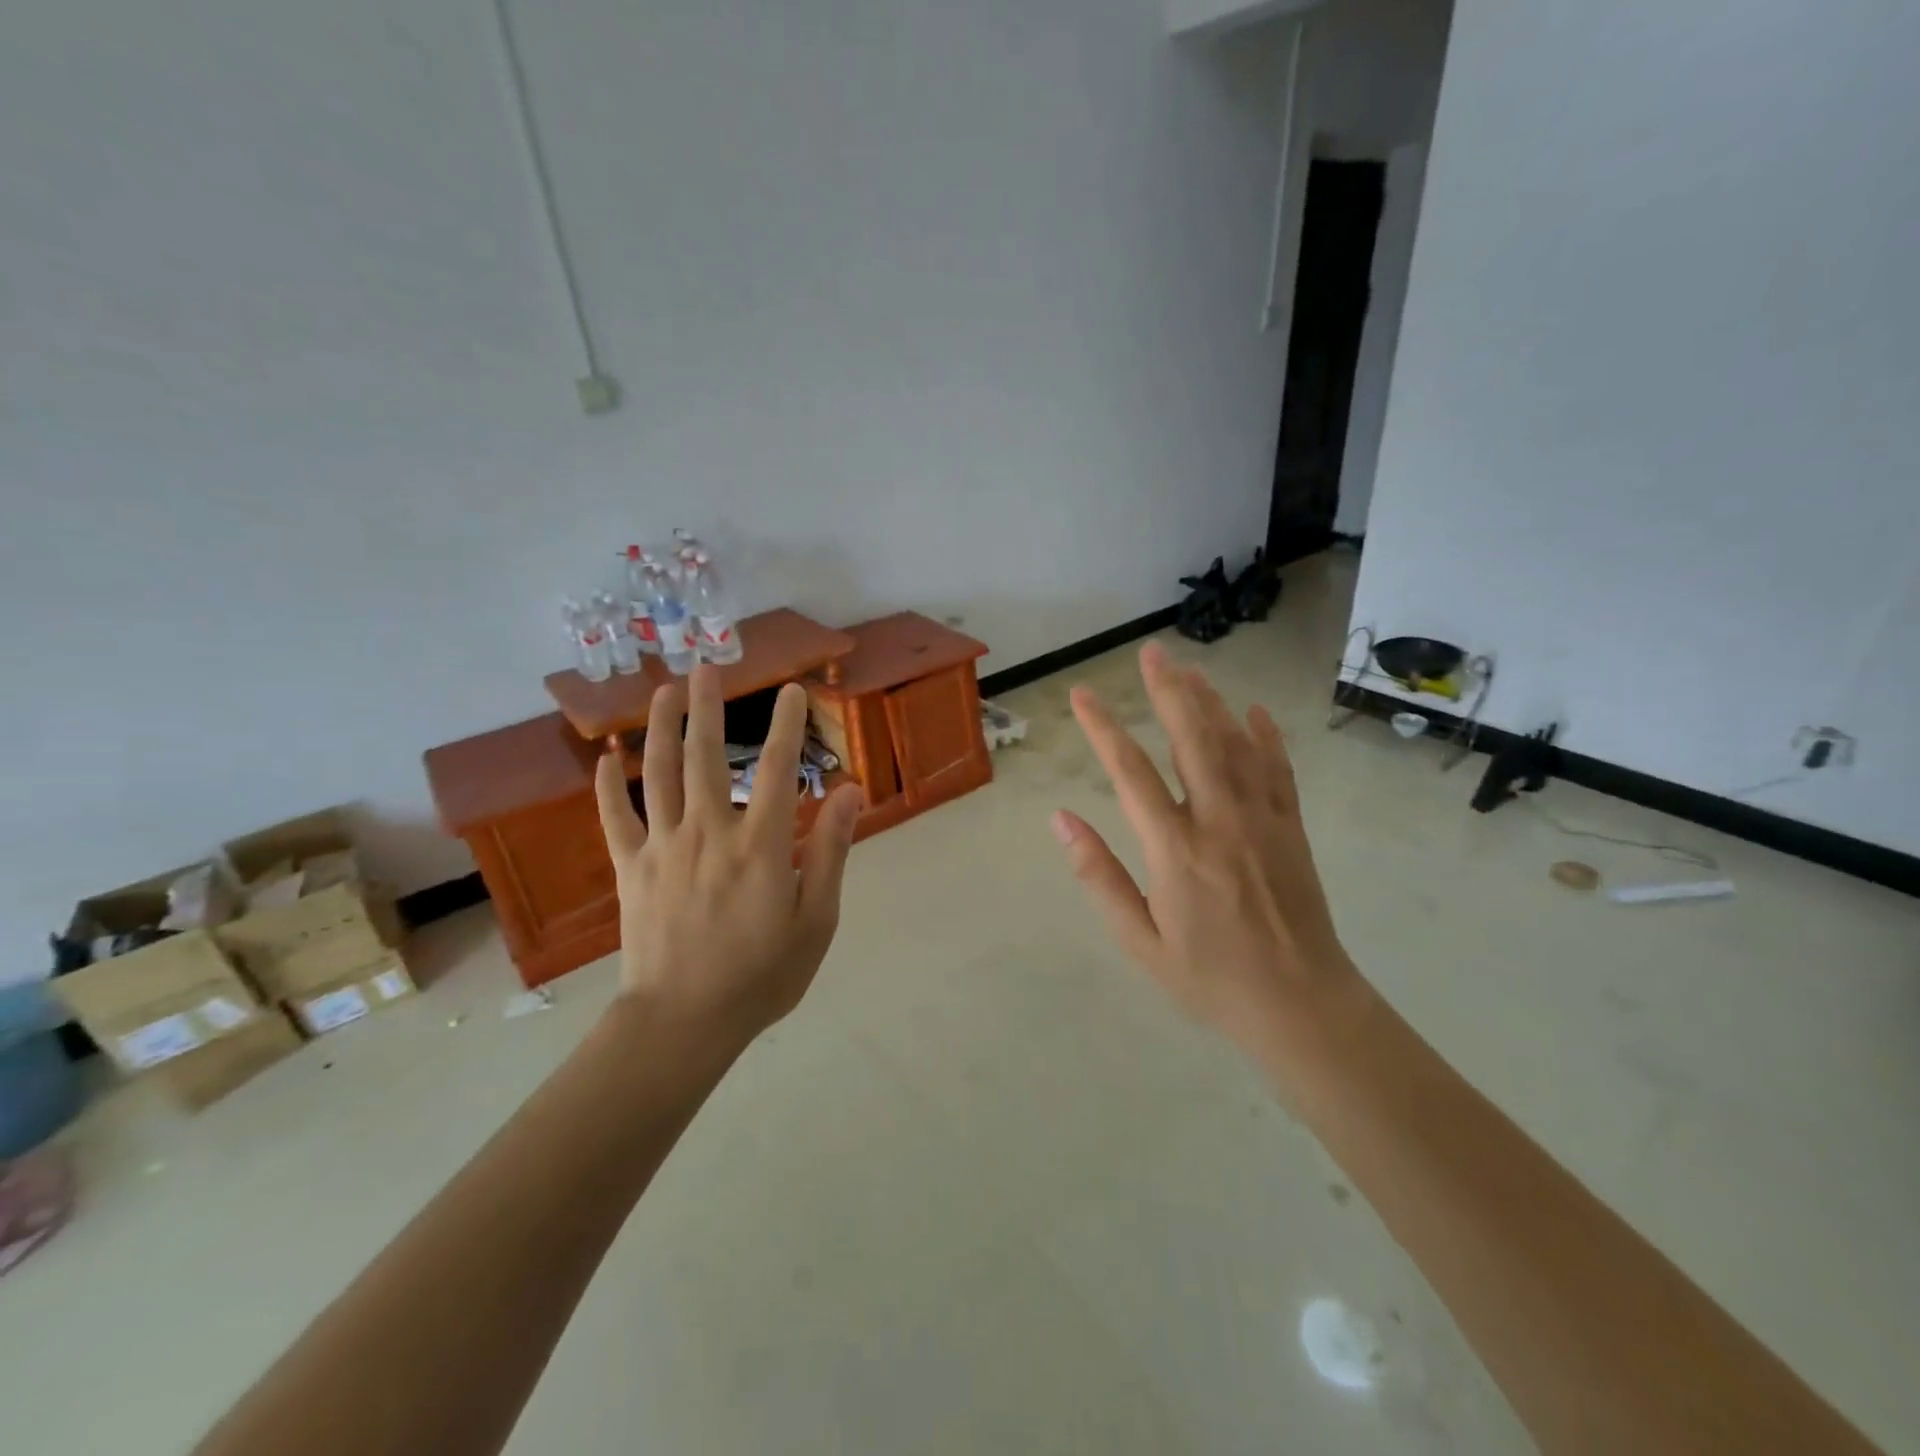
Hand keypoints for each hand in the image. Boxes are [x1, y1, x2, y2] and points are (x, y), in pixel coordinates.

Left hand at [594, 667, 863, 1042]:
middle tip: (705, 667)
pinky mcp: (631, 868)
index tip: (793, 690)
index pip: (779, 768)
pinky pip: (616, 818)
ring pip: (658, 774)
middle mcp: (710, 831)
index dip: (788, 724)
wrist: (683, 1021)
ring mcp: (663, 846)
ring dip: (660, 728)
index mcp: (761, 844)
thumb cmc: (762, 975)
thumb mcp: (817, 920)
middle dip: (707, 707)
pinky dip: (609, 787)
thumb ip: (832, 851)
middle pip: (706, 755)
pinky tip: (607, 760)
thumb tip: (852, 792)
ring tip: (663, 692)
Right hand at [1051, 640, 1362, 1058]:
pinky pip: (1278, 770)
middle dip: (1168, 690)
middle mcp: (1219, 821)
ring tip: (1190, 668)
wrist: (1300, 1004)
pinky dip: (1265, 736)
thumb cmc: (1209, 977)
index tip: (1082, 694)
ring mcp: (1262, 820)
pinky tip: (1254, 711)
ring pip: (1234, 744)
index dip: (1104, 728)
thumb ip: (1098, 875)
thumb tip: (1060, 820)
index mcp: (1175, 850)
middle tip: (1152, 652)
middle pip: (1191, 739)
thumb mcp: (1139, 939)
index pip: (1130, 773)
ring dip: (1210, 702)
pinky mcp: (1291, 828)